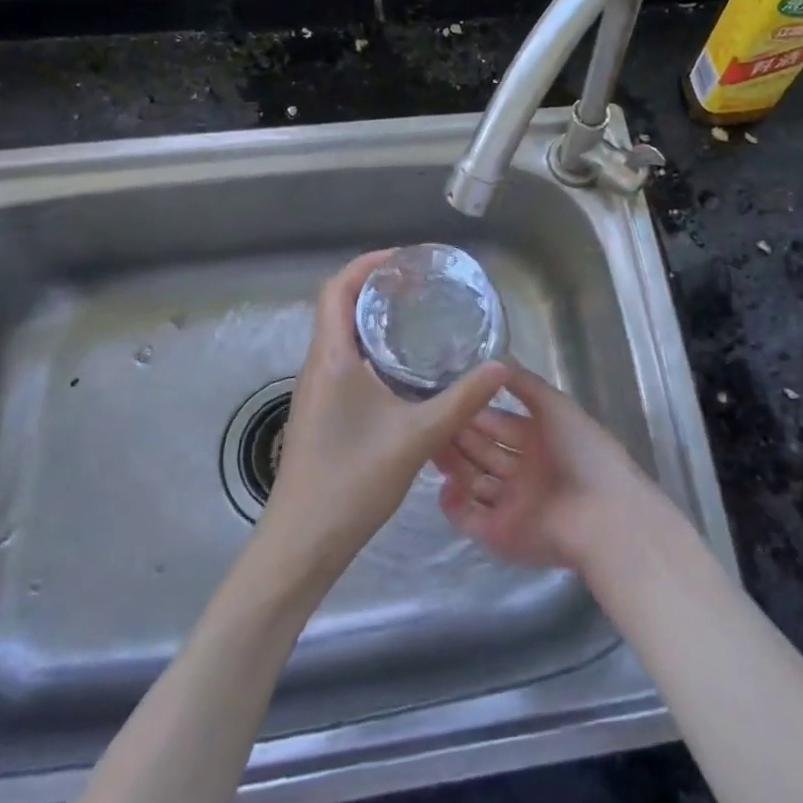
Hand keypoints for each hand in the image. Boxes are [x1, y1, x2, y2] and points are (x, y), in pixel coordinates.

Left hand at [259, 250, 507, 576]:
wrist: (303, 542)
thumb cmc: (352, 481)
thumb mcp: (416, 438)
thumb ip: (460, 401)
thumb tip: (500, 367)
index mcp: (332, 357)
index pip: (337, 288)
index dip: (368, 264)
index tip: (406, 260)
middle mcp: (318, 363)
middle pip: (338, 304)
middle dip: (376, 286)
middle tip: (421, 285)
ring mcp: (316, 387)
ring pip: (340, 333)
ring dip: (372, 316)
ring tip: (417, 315)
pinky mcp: (321, 408)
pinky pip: (344, 358)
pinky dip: (371, 345)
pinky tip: (403, 366)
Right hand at [433, 362, 652, 573]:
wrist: (602, 515)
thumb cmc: (583, 452)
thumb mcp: (556, 406)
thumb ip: (524, 383)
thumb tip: (495, 359)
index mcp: (539, 441)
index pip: (498, 423)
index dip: (475, 412)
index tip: (447, 398)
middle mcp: (523, 471)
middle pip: (482, 451)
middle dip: (458, 436)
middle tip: (430, 420)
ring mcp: (511, 503)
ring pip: (472, 481)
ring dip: (452, 465)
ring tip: (430, 446)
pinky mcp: (499, 534)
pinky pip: (468, 518)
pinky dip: (453, 503)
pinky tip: (445, 484)